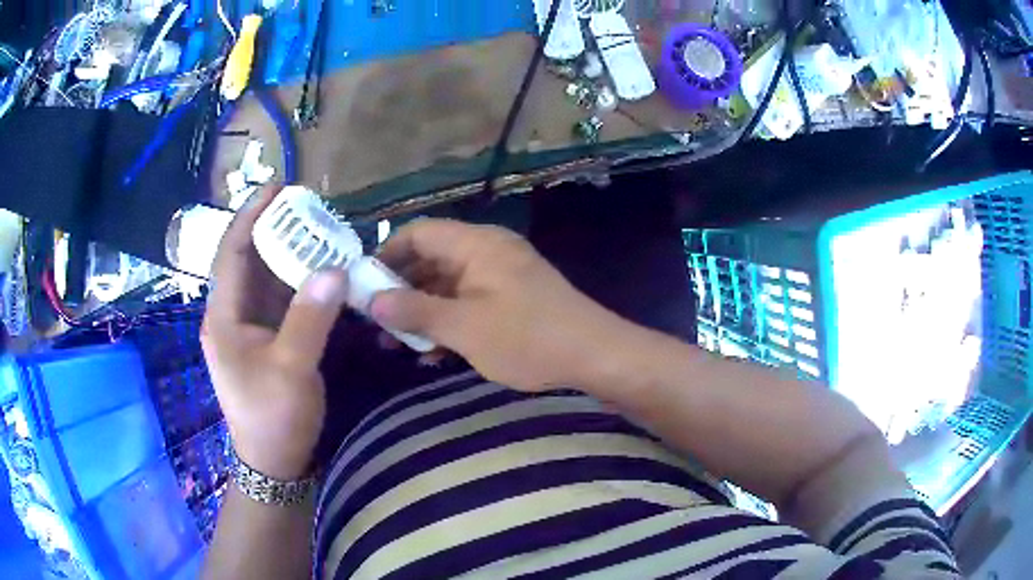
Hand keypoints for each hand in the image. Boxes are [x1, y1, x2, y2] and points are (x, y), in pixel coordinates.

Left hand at [202, 186, 348, 479]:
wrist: (275, 463)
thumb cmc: (273, 418)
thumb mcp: (291, 370)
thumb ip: (309, 319)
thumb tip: (334, 269)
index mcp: (224, 318)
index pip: (232, 254)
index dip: (250, 216)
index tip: (276, 187)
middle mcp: (233, 316)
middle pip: (249, 261)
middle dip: (274, 229)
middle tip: (307, 205)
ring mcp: (251, 328)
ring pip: (267, 279)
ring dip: (290, 253)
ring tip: (319, 229)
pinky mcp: (269, 339)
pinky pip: (282, 300)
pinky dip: (300, 281)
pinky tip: (321, 269)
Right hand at [371, 219, 628, 391]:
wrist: (594, 356)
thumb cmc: (527, 337)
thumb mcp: (464, 327)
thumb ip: (416, 310)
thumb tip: (373, 301)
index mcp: (476, 244)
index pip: (419, 232)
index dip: (387, 254)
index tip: (364, 285)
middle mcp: (486, 251)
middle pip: (430, 259)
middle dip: (401, 290)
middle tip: (375, 322)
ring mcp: (500, 276)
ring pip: (447, 285)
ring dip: (422, 311)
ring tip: (395, 344)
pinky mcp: (510, 300)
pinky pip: (468, 302)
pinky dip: (447, 321)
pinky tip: (431, 353)